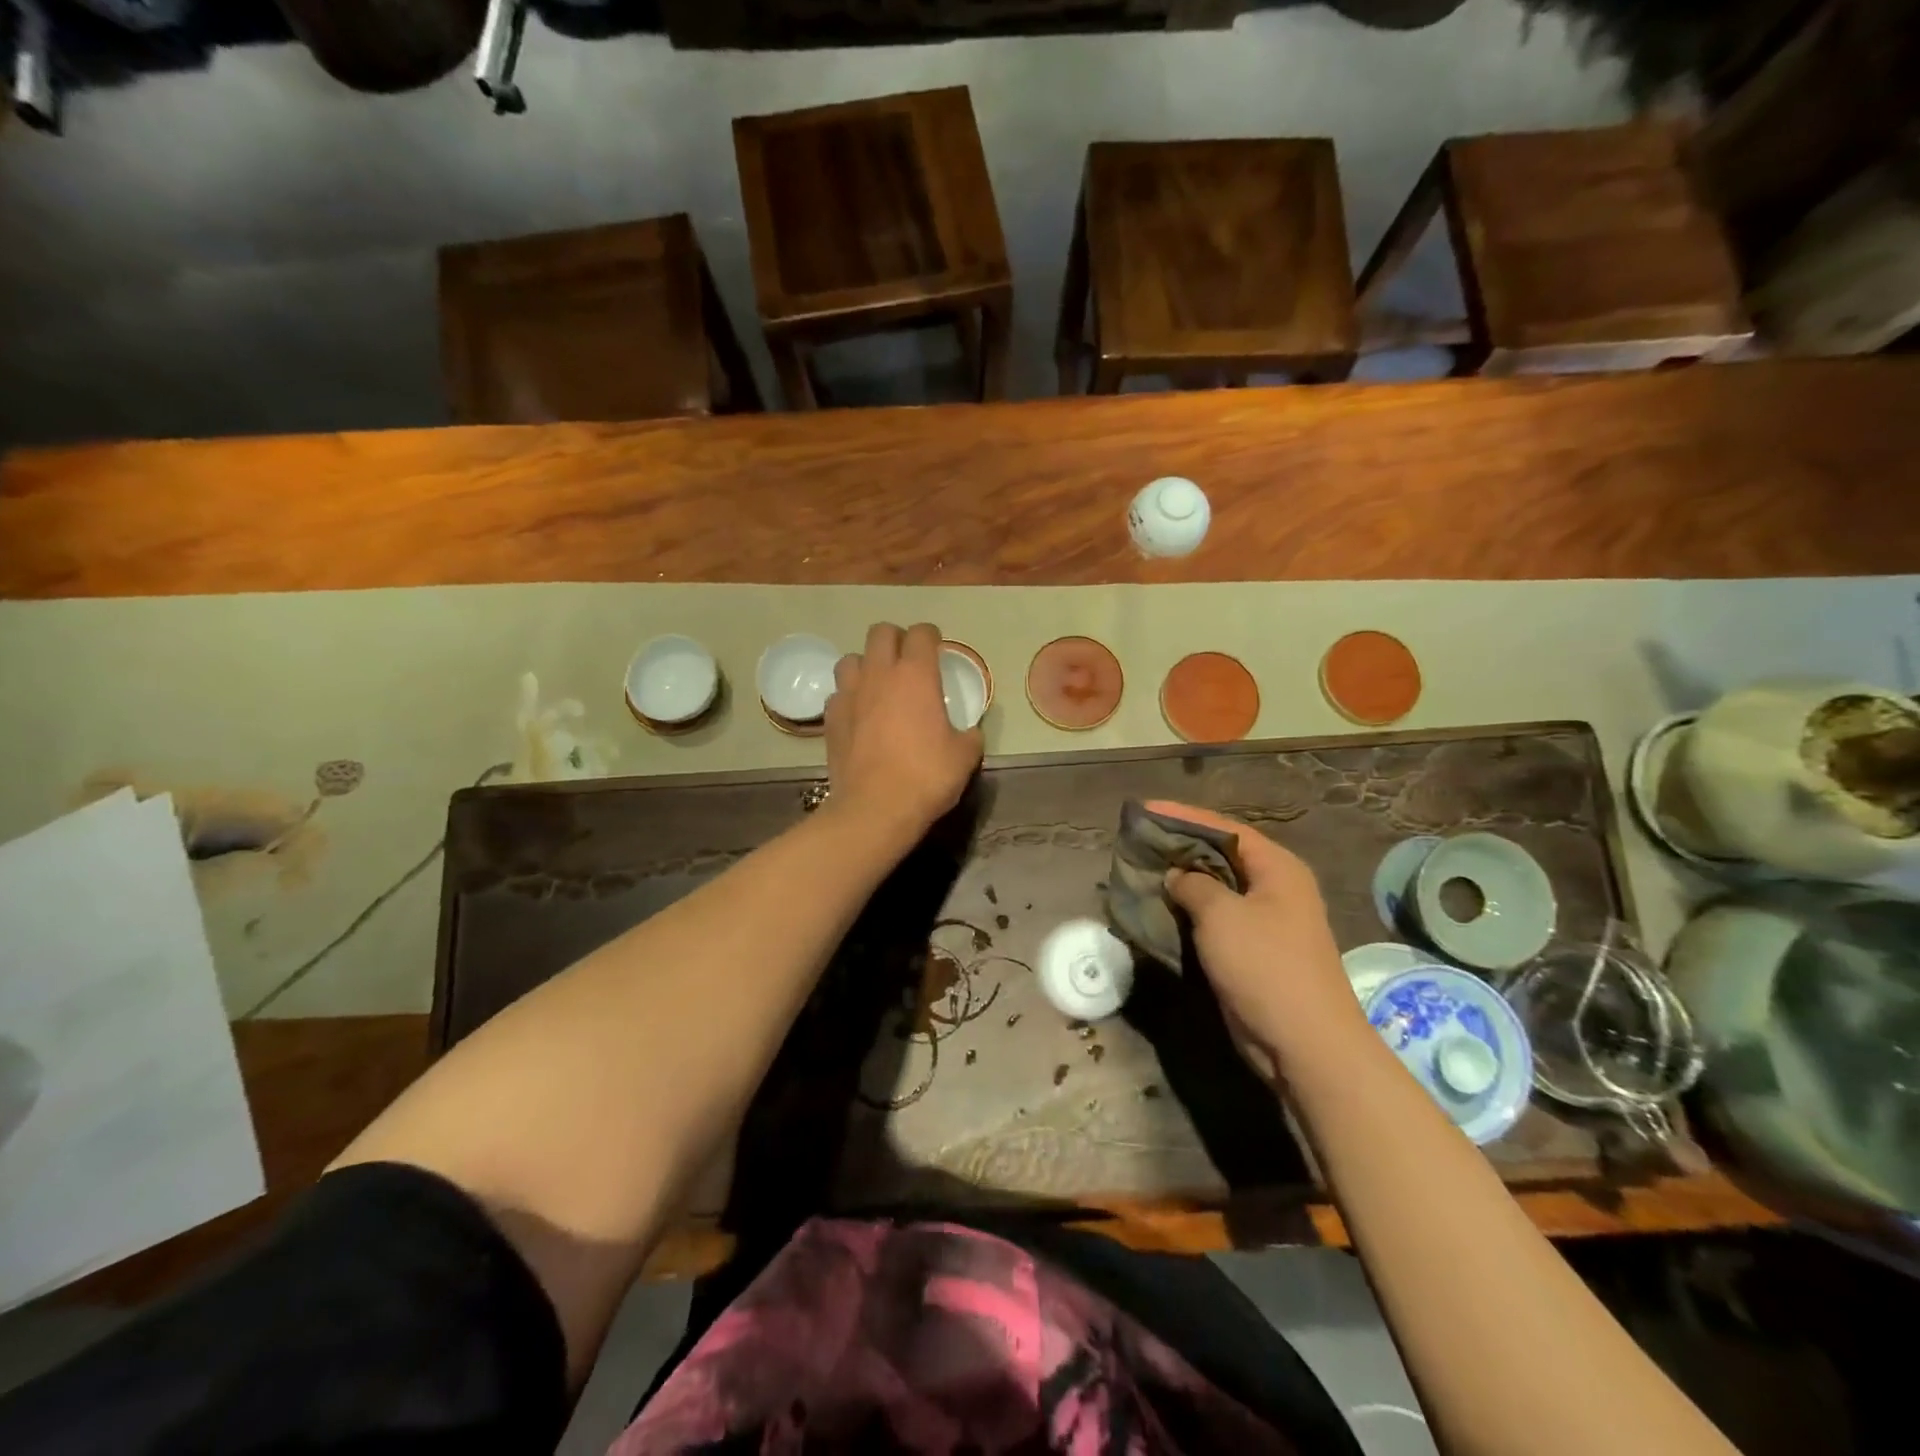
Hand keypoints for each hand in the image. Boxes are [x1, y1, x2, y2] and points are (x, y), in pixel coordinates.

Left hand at [825, 622, 983, 842]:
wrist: (875, 809)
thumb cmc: (926, 777)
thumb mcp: (964, 757)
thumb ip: (970, 735)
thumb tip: (970, 733)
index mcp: (916, 675)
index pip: (921, 633)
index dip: (931, 636)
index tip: (937, 648)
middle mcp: (879, 674)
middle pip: (881, 633)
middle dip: (896, 639)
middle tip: (908, 661)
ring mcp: (849, 694)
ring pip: (852, 659)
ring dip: (867, 665)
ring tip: (879, 685)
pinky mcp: (830, 718)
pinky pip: (838, 693)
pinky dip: (850, 697)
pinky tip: (859, 714)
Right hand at [1146, 800, 1366, 1077]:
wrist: (1303, 1043)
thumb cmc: (1264, 965)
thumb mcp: (1221, 914)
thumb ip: (1193, 884)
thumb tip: (1176, 875)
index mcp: (1277, 868)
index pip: (1225, 829)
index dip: (1183, 817)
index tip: (1144, 810)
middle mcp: (1274, 888)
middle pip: (1220, 856)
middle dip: (1179, 848)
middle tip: (1138, 841)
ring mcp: (1264, 923)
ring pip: (1215, 890)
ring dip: (1181, 882)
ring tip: (1140, 872)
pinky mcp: (1251, 952)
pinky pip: (1214, 920)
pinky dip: (1187, 912)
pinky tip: (1157, 910)